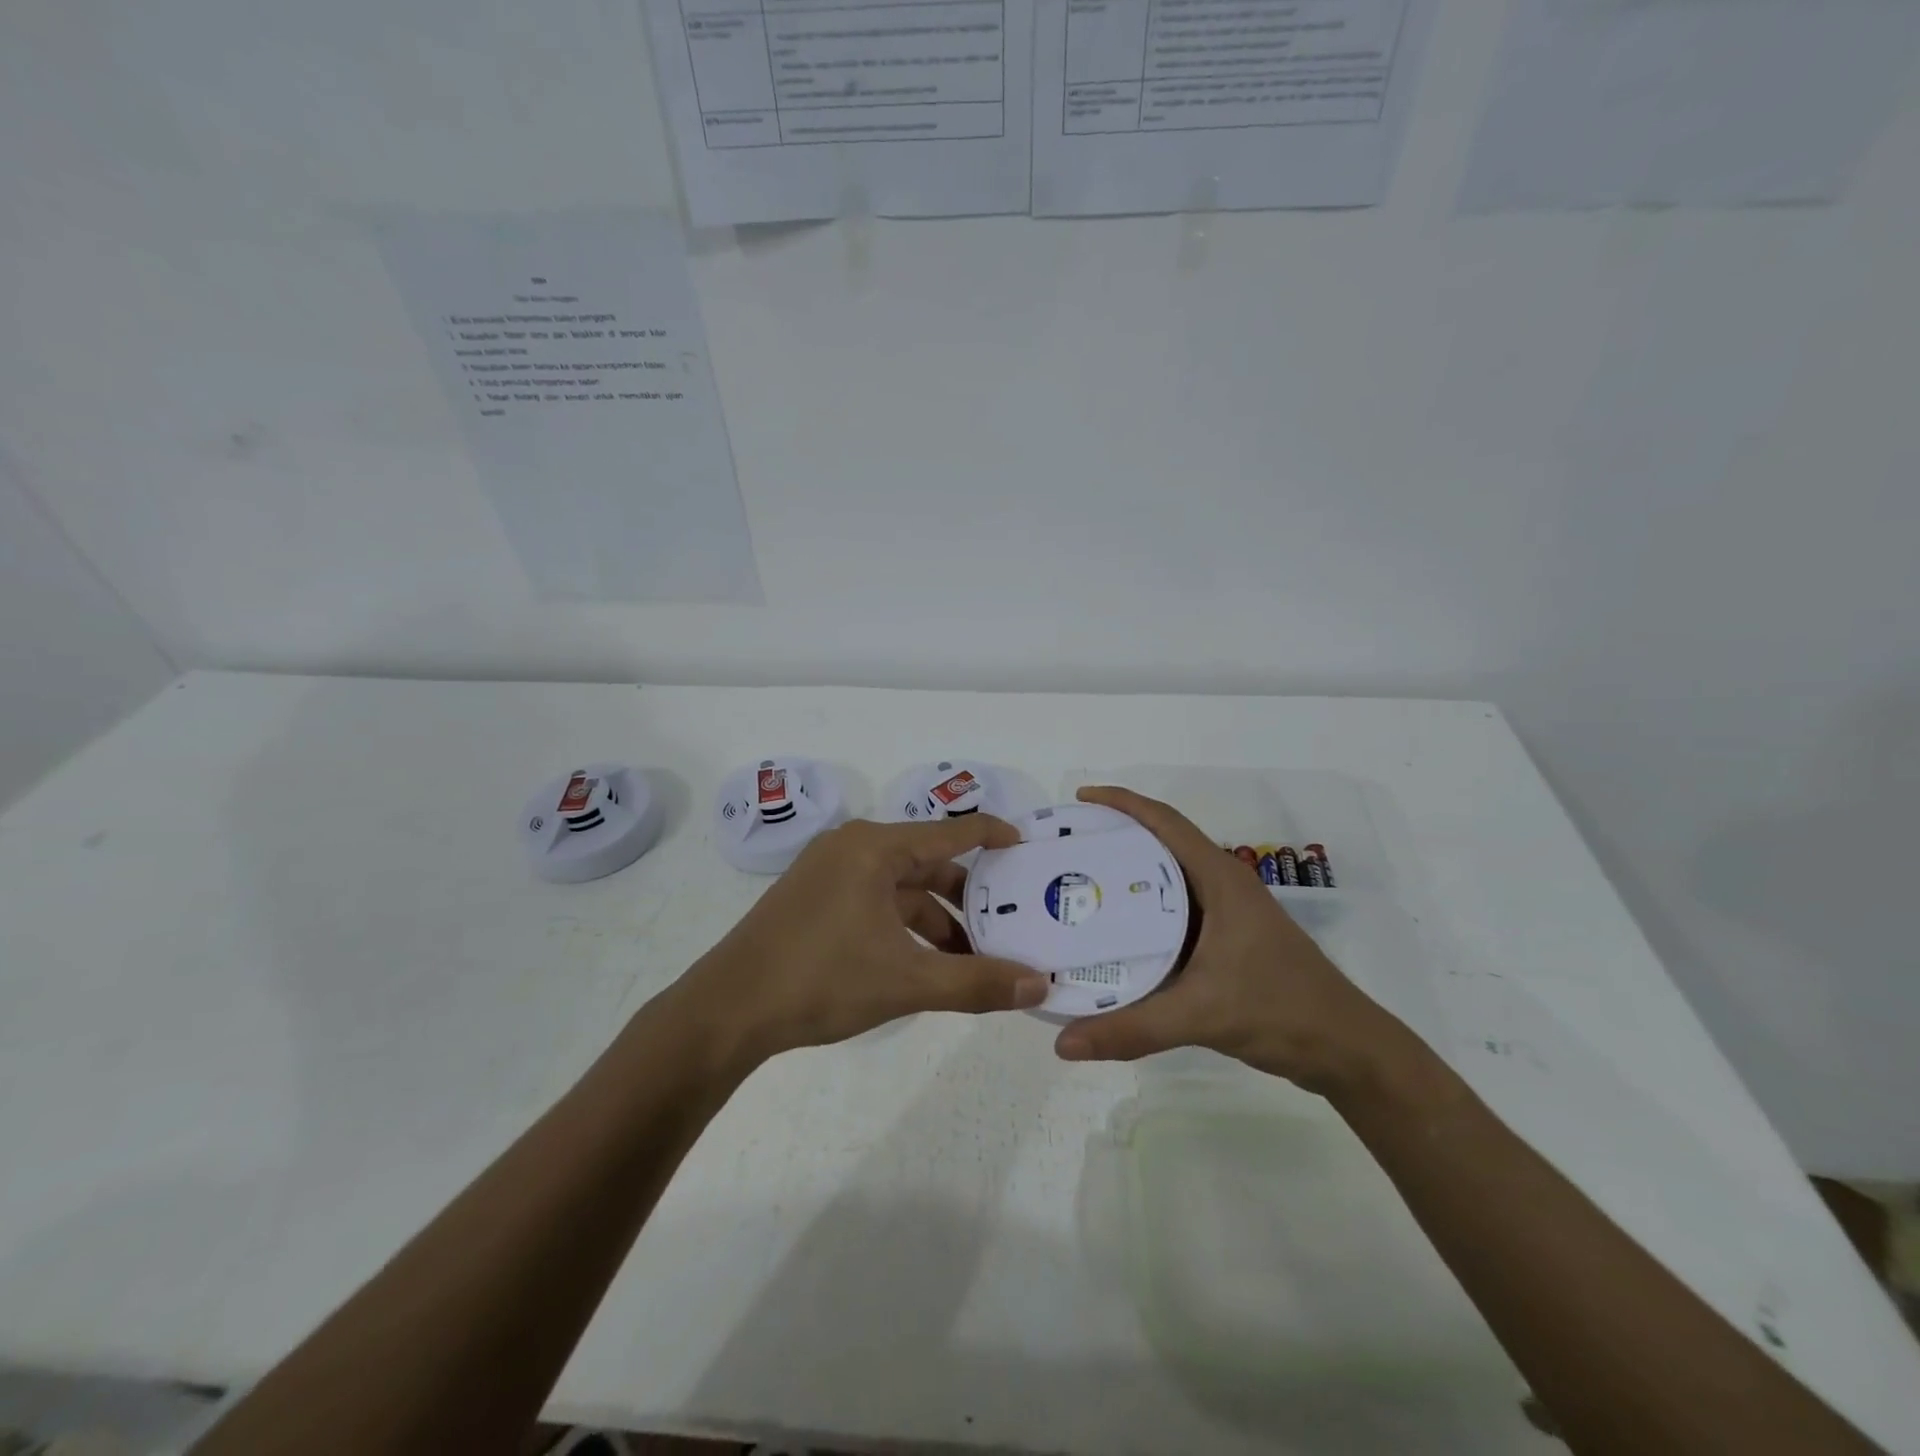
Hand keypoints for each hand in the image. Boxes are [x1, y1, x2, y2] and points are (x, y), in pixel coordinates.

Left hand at [680, 815, 1050, 1064]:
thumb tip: (1038, 985)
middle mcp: (853, 847)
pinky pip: (876, 901)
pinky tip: (926, 963)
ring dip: (937, 919)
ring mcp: (829, 872)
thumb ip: (976, 982)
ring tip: (972, 958)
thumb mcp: (906, 982)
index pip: (951, 832)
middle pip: (927, 861)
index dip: (993, 836)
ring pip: (901, 888)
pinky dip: (905, 926)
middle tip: (1009, 920)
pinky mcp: (815, 899)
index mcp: (874, 848)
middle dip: (968, 895)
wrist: (726, 1010)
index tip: (1028, 848)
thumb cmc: (819, 980)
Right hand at [1052, 786, 1406, 1093]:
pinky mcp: (1228, 940)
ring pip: (1167, 881)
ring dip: (1128, 876)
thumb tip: (1063, 1043)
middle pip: (1161, 845)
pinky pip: (1175, 913)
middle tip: (1067, 848)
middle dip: (1115, 837)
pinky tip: (1114, 935)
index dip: (1122, 802)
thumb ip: (1131, 1028)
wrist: (1347, 1050)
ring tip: (1079, 885)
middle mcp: (1223, 886)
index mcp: (1220, 879)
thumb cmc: (1280, 1011)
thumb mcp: (1200, 1014)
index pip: (1165, 822)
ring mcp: (1228, 914)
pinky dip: (1142, 914)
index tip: (1080, 797)